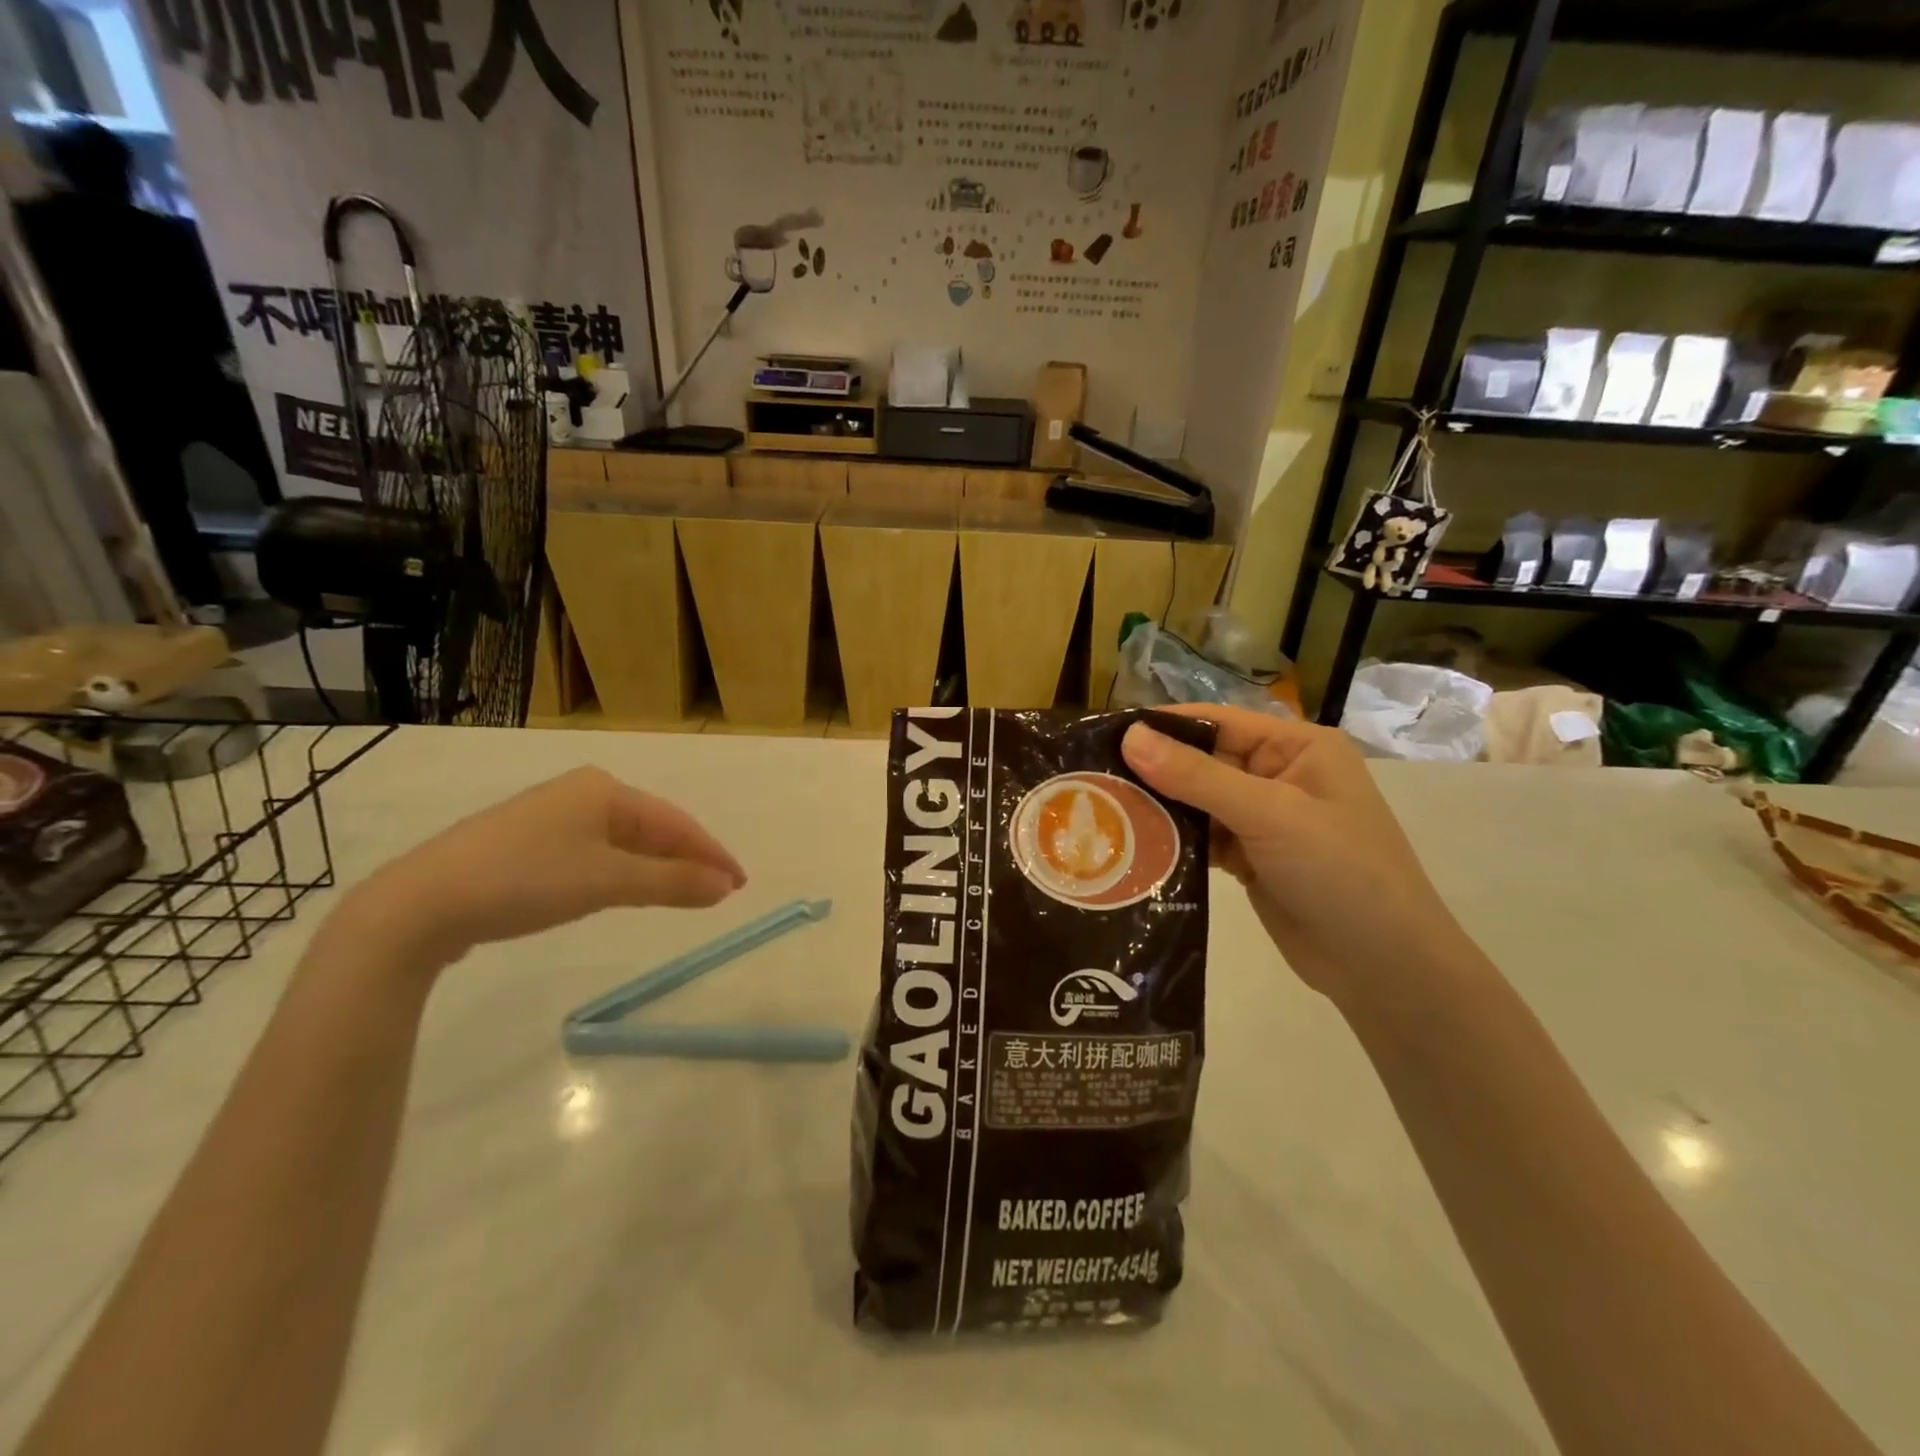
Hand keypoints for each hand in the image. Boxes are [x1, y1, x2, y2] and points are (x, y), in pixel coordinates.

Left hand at [333, 768, 745, 974]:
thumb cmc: (525, 880)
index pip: (676, 822)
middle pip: (651, 829)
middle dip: (685, 861)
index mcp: (604, 790)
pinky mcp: (526, 845)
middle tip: (717, 892)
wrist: (420, 904)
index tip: (740, 884)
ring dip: (655, 870)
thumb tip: (726, 887)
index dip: (711, 854)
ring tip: (682, 894)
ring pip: (622, 843)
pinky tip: (624, 891)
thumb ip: (672, 883)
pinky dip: (621, 874)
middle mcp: (581, 794)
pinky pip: (594, 855)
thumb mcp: (608, 882)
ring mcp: (550, 818)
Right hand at [1122, 706, 1471, 1006]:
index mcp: (1297, 748)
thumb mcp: (1270, 815)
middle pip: (1203, 760)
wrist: (1384, 968)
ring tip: (1102, 811)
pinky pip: (1203, 836)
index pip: (1218, 721)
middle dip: (1154, 769)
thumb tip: (1130, 737)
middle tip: (1093, 778)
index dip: (1163, 726)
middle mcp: (1280, 775)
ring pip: (1198, 800)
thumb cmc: (1340, 873)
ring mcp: (1265, 819)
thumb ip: (1198, 776)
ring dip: (1159, 807)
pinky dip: (1174, 840)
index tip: (1105, 735)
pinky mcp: (1251, 857)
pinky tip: (1135, 845)